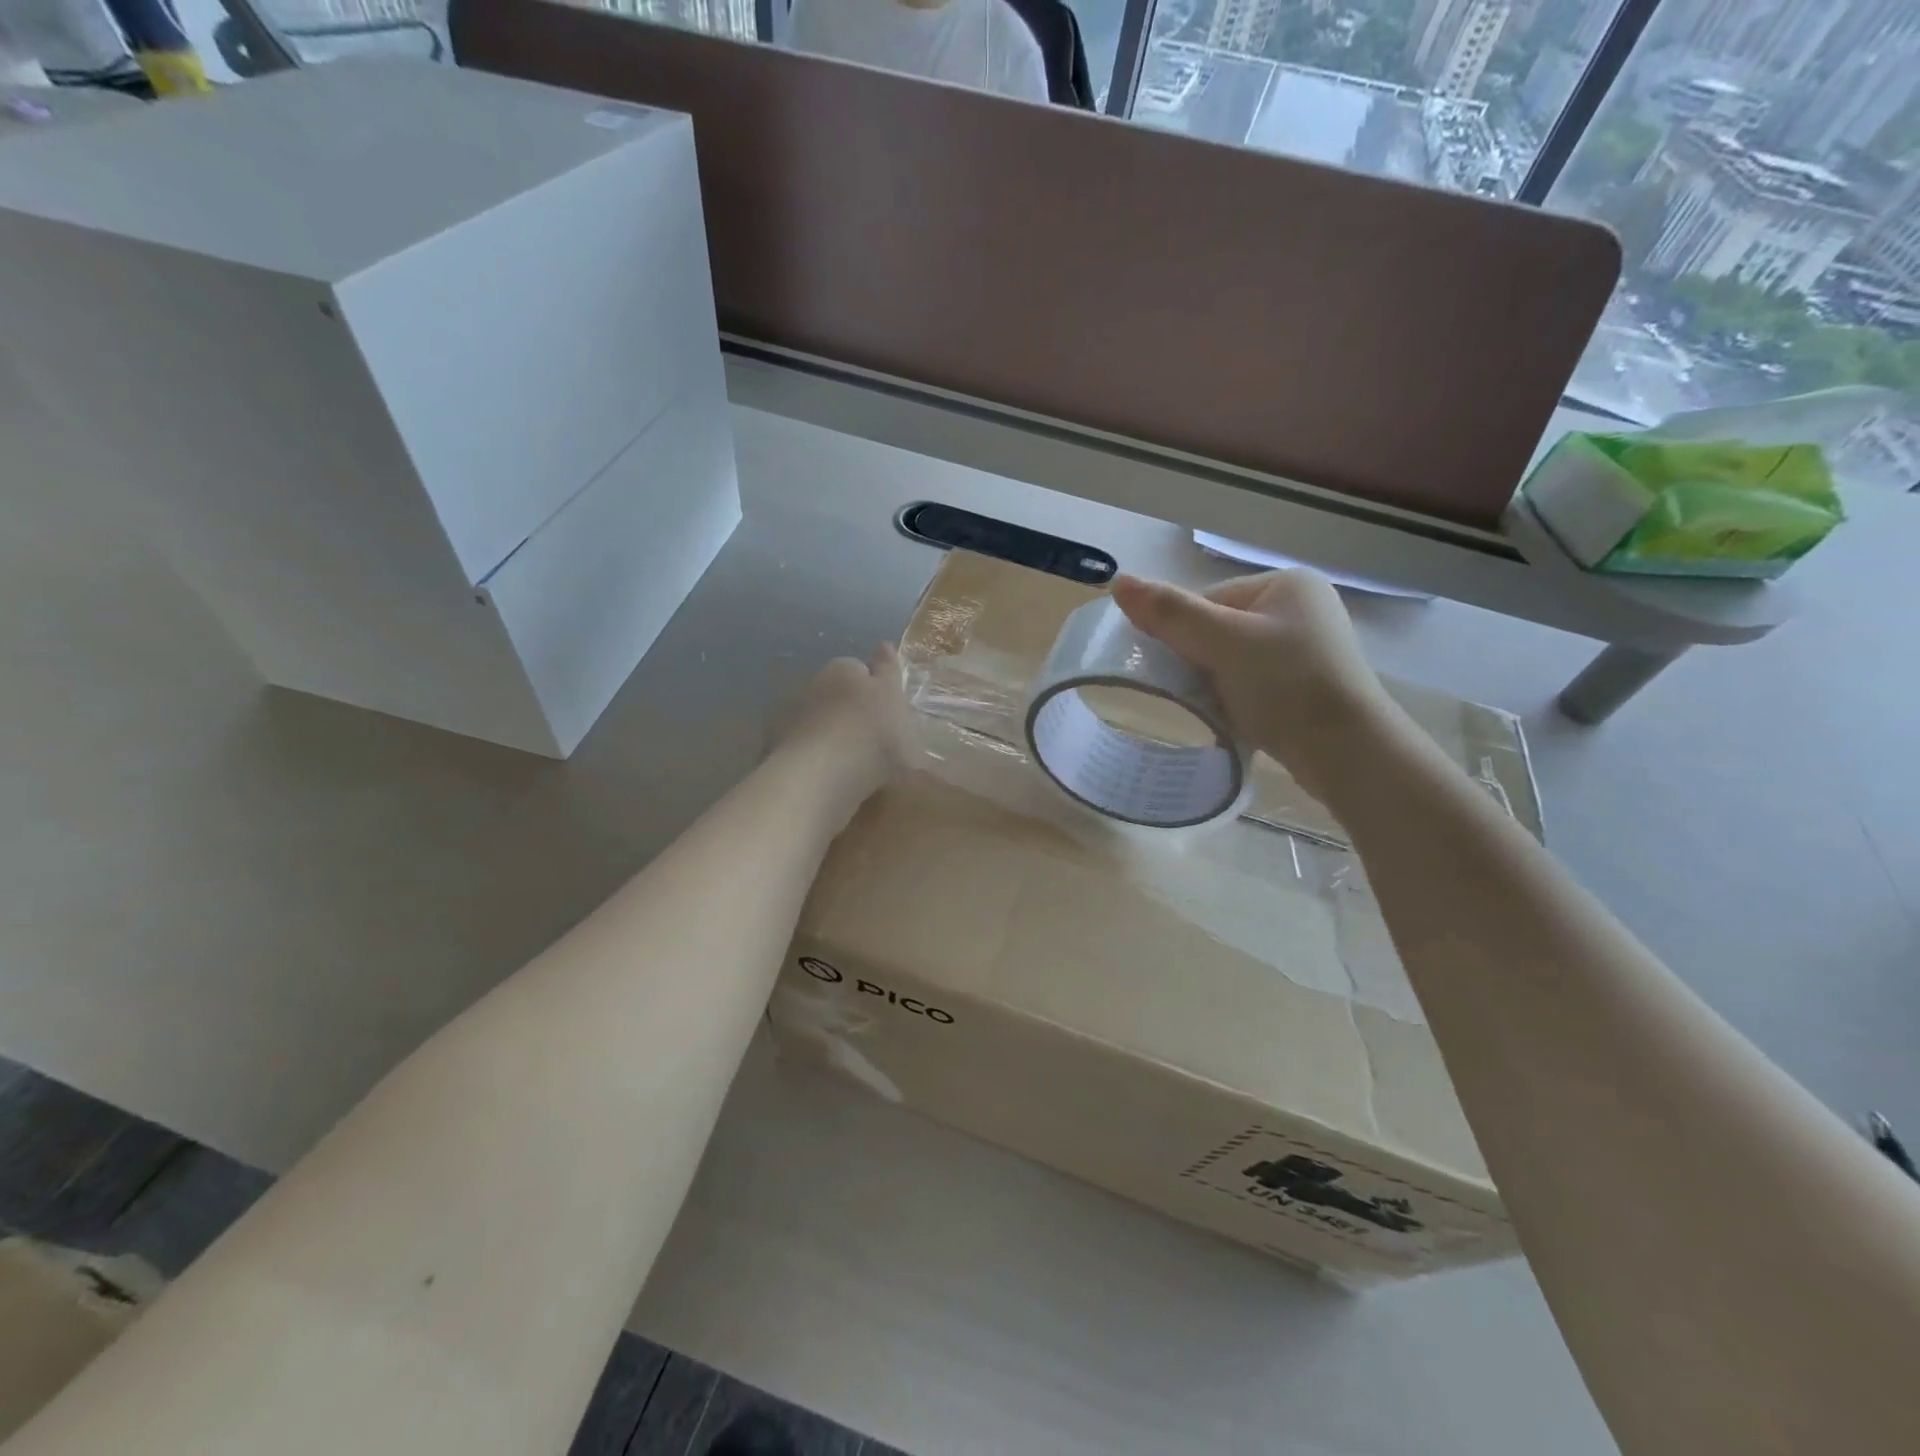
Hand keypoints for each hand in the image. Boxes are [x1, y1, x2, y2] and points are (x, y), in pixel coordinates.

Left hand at [779, 645, 907, 808]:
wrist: (824, 775)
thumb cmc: (872, 730)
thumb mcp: (893, 697)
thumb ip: (889, 671)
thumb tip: (883, 644)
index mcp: (842, 668)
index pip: (859, 669)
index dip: (875, 690)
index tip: (888, 714)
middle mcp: (812, 685)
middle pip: (837, 695)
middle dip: (851, 712)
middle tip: (874, 741)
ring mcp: (791, 717)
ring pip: (819, 722)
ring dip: (832, 735)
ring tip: (853, 764)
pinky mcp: (778, 749)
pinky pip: (804, 749)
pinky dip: (815, 757)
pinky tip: (830, 776)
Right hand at [1110, 570, 1396, 801]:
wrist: (1347, 752)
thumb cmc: (1286, 685)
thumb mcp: (1222, 643)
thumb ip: (1170, 613)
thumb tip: (1118, 582)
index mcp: (1286, 584)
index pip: (1207, 601)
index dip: (1182, 634)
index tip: (1177, 668)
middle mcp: (1301, 608)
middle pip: (1218, 629)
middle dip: (1200, 660)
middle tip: (1196, 690)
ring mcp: (1308, 648)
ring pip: (1233, 659)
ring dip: (1215, 683)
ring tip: (1218, 708)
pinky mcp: (1308, 684)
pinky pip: (1253, 682)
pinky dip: (1236, 698)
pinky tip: (1237, 717)